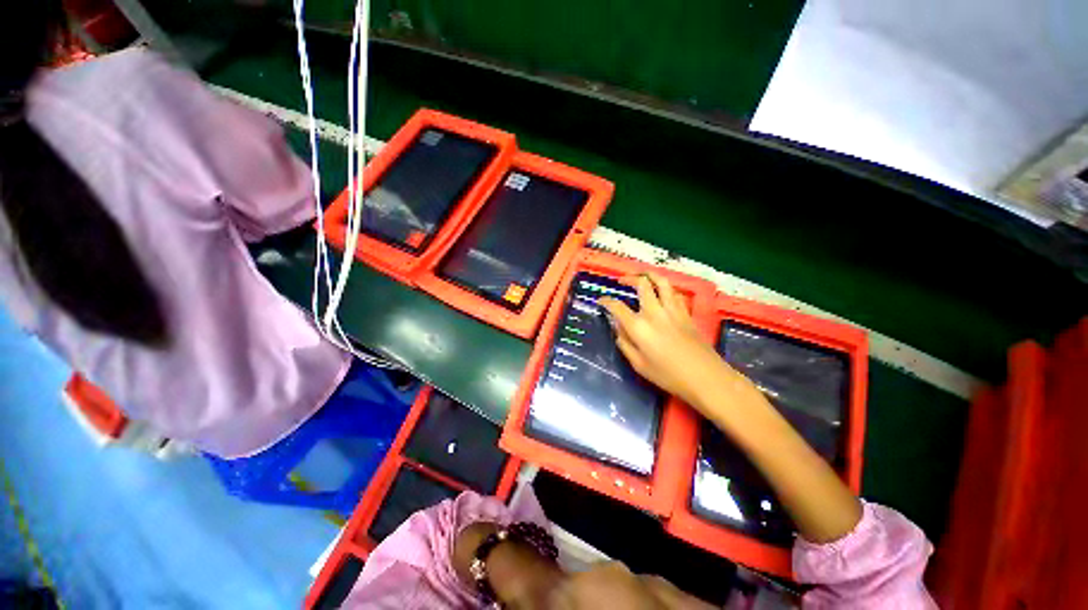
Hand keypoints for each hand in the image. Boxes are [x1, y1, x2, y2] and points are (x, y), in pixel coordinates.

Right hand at [598, 274, 740, 410]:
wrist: (705, 377)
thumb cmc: (668, 375)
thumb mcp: (639, 364)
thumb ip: (625, 344)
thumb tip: (618, 329)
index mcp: (638, 326)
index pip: (617, 306)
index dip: (606, 301)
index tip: (601, 301)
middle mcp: (654, 312)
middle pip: (642, 284)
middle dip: (629, 278)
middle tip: (622, 281)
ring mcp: (673, 310)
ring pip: (662, 282)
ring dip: (650, 275)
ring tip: (643, 276)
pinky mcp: (686, 313)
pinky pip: (675, 293)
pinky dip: (666, 288)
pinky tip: (664, 292)